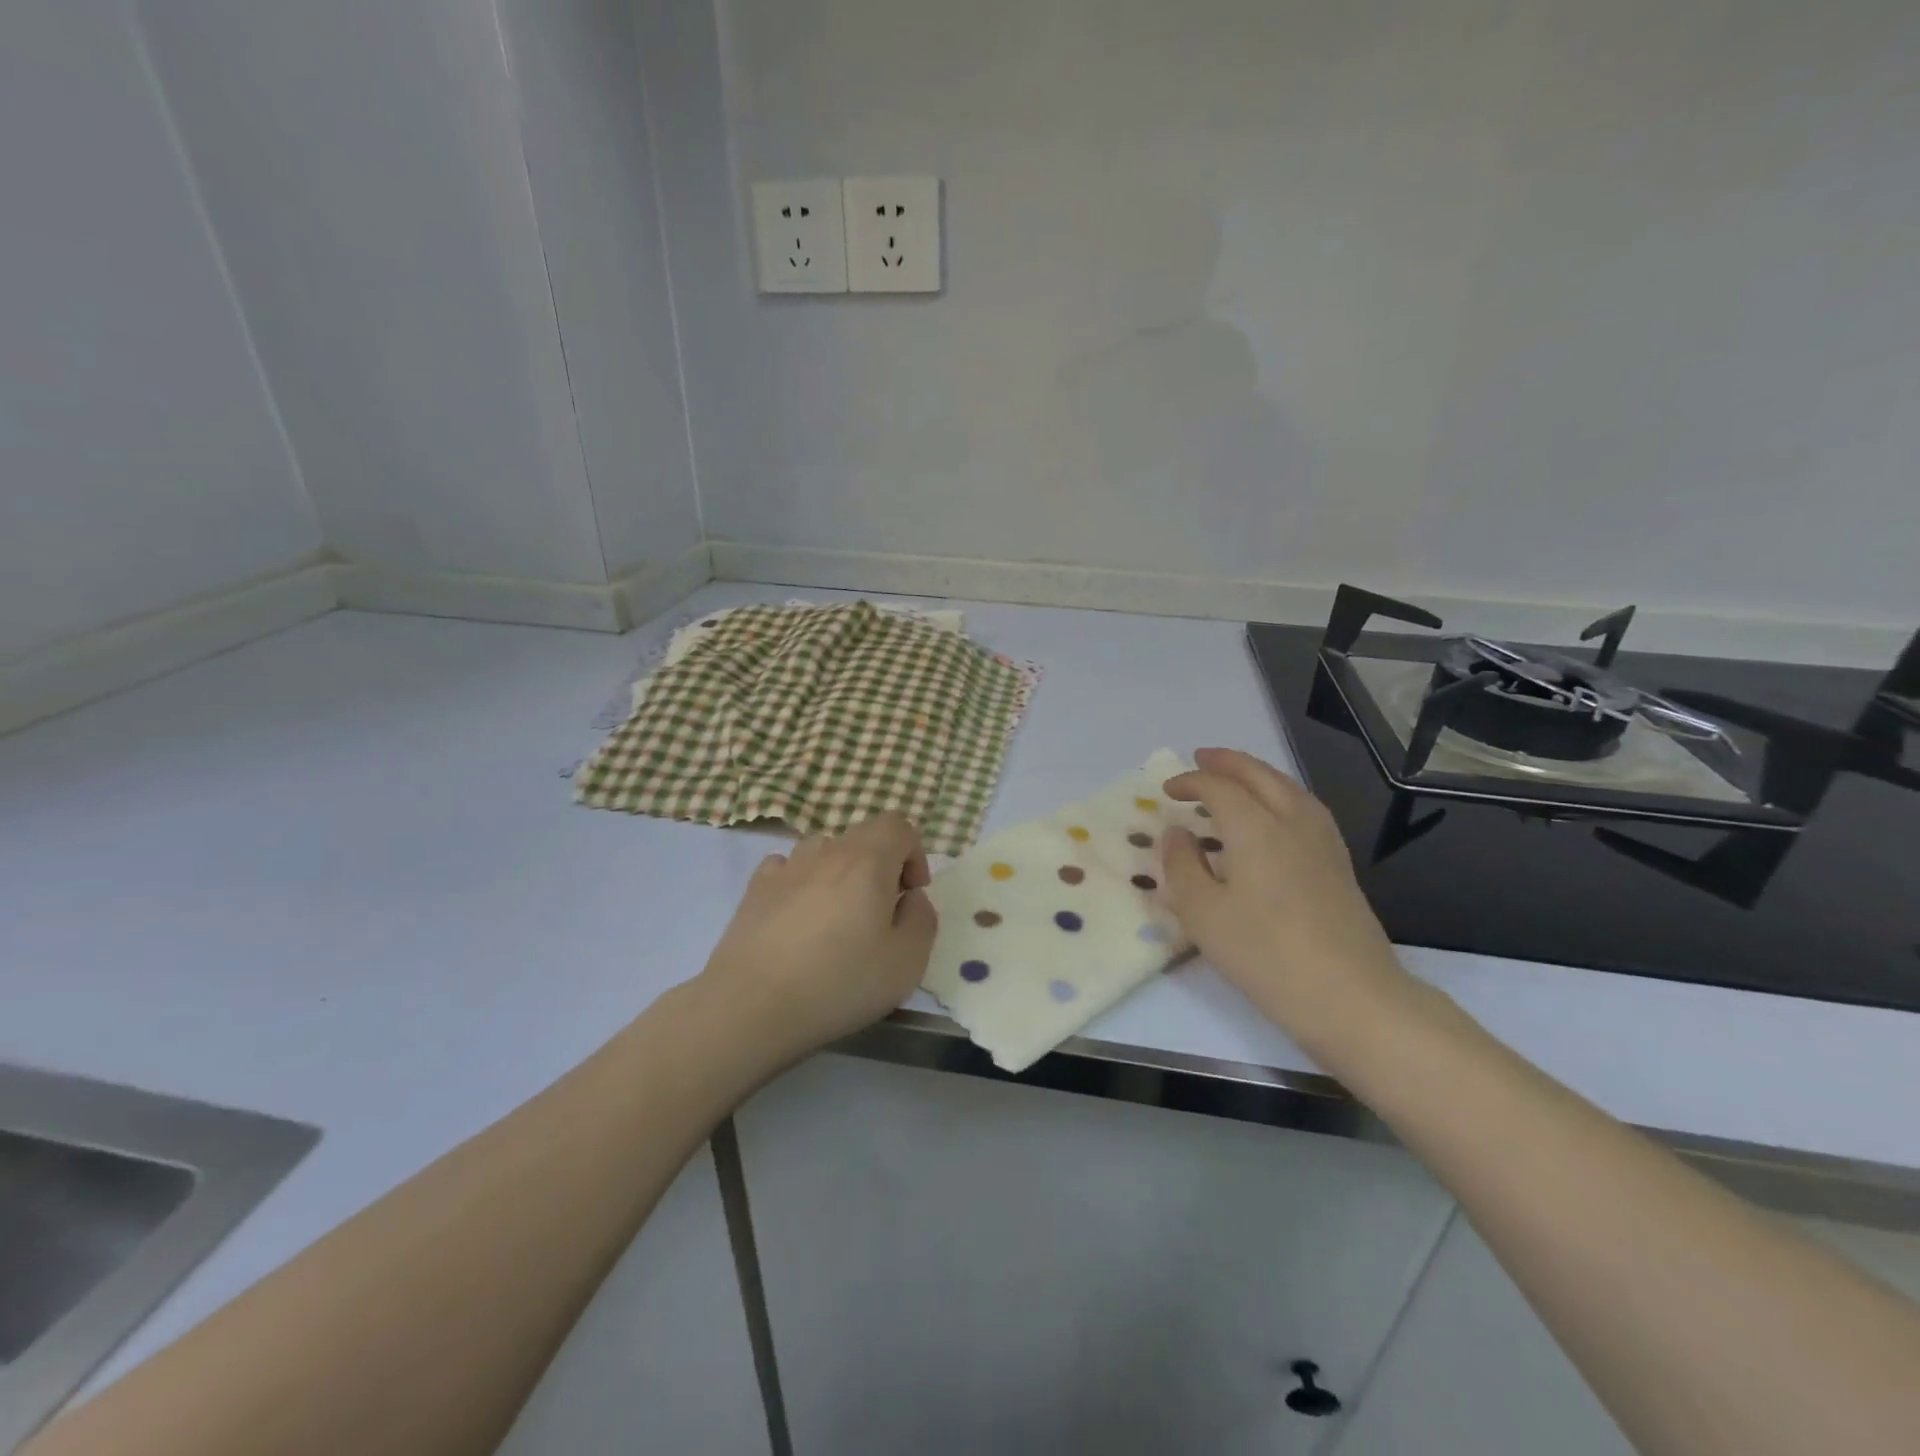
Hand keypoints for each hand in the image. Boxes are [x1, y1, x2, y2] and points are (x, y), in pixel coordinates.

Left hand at [696, 812, 937, 1061]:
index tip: (910, 894)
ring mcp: (787, 866)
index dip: (914, 853)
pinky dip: (803, 881)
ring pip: (825, 849)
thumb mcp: (907, 962)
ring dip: (841, 871)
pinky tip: (799, 918)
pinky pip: (789, 867)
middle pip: (863, 834)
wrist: (751, 1005)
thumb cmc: (839, 982)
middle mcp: (827, 851)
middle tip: (880, 911)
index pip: (899, 826)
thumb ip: (922, 918)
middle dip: (881, 863)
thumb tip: (910, 898)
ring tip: (838, 916)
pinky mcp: (755, 887)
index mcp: (868, 861)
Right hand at [1159, 748, 1415, 1054]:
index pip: (1219, 787)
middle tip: (1201, 758)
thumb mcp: (1204, 915)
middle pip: (1259, 775)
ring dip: (1257, 774)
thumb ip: (1182, 867)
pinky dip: (1281, 795)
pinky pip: (1305, 808)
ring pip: (1288, 788)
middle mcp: (1292, 822)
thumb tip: (1176, 834)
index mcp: (1256, 828)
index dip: (1189, 782)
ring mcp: (1323, 842)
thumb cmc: (1266, 955)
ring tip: (1236, 778)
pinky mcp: (1339, 864)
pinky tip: (1277, 815)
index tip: (1166, 790)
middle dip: (1227, 763)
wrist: (1351, 996)